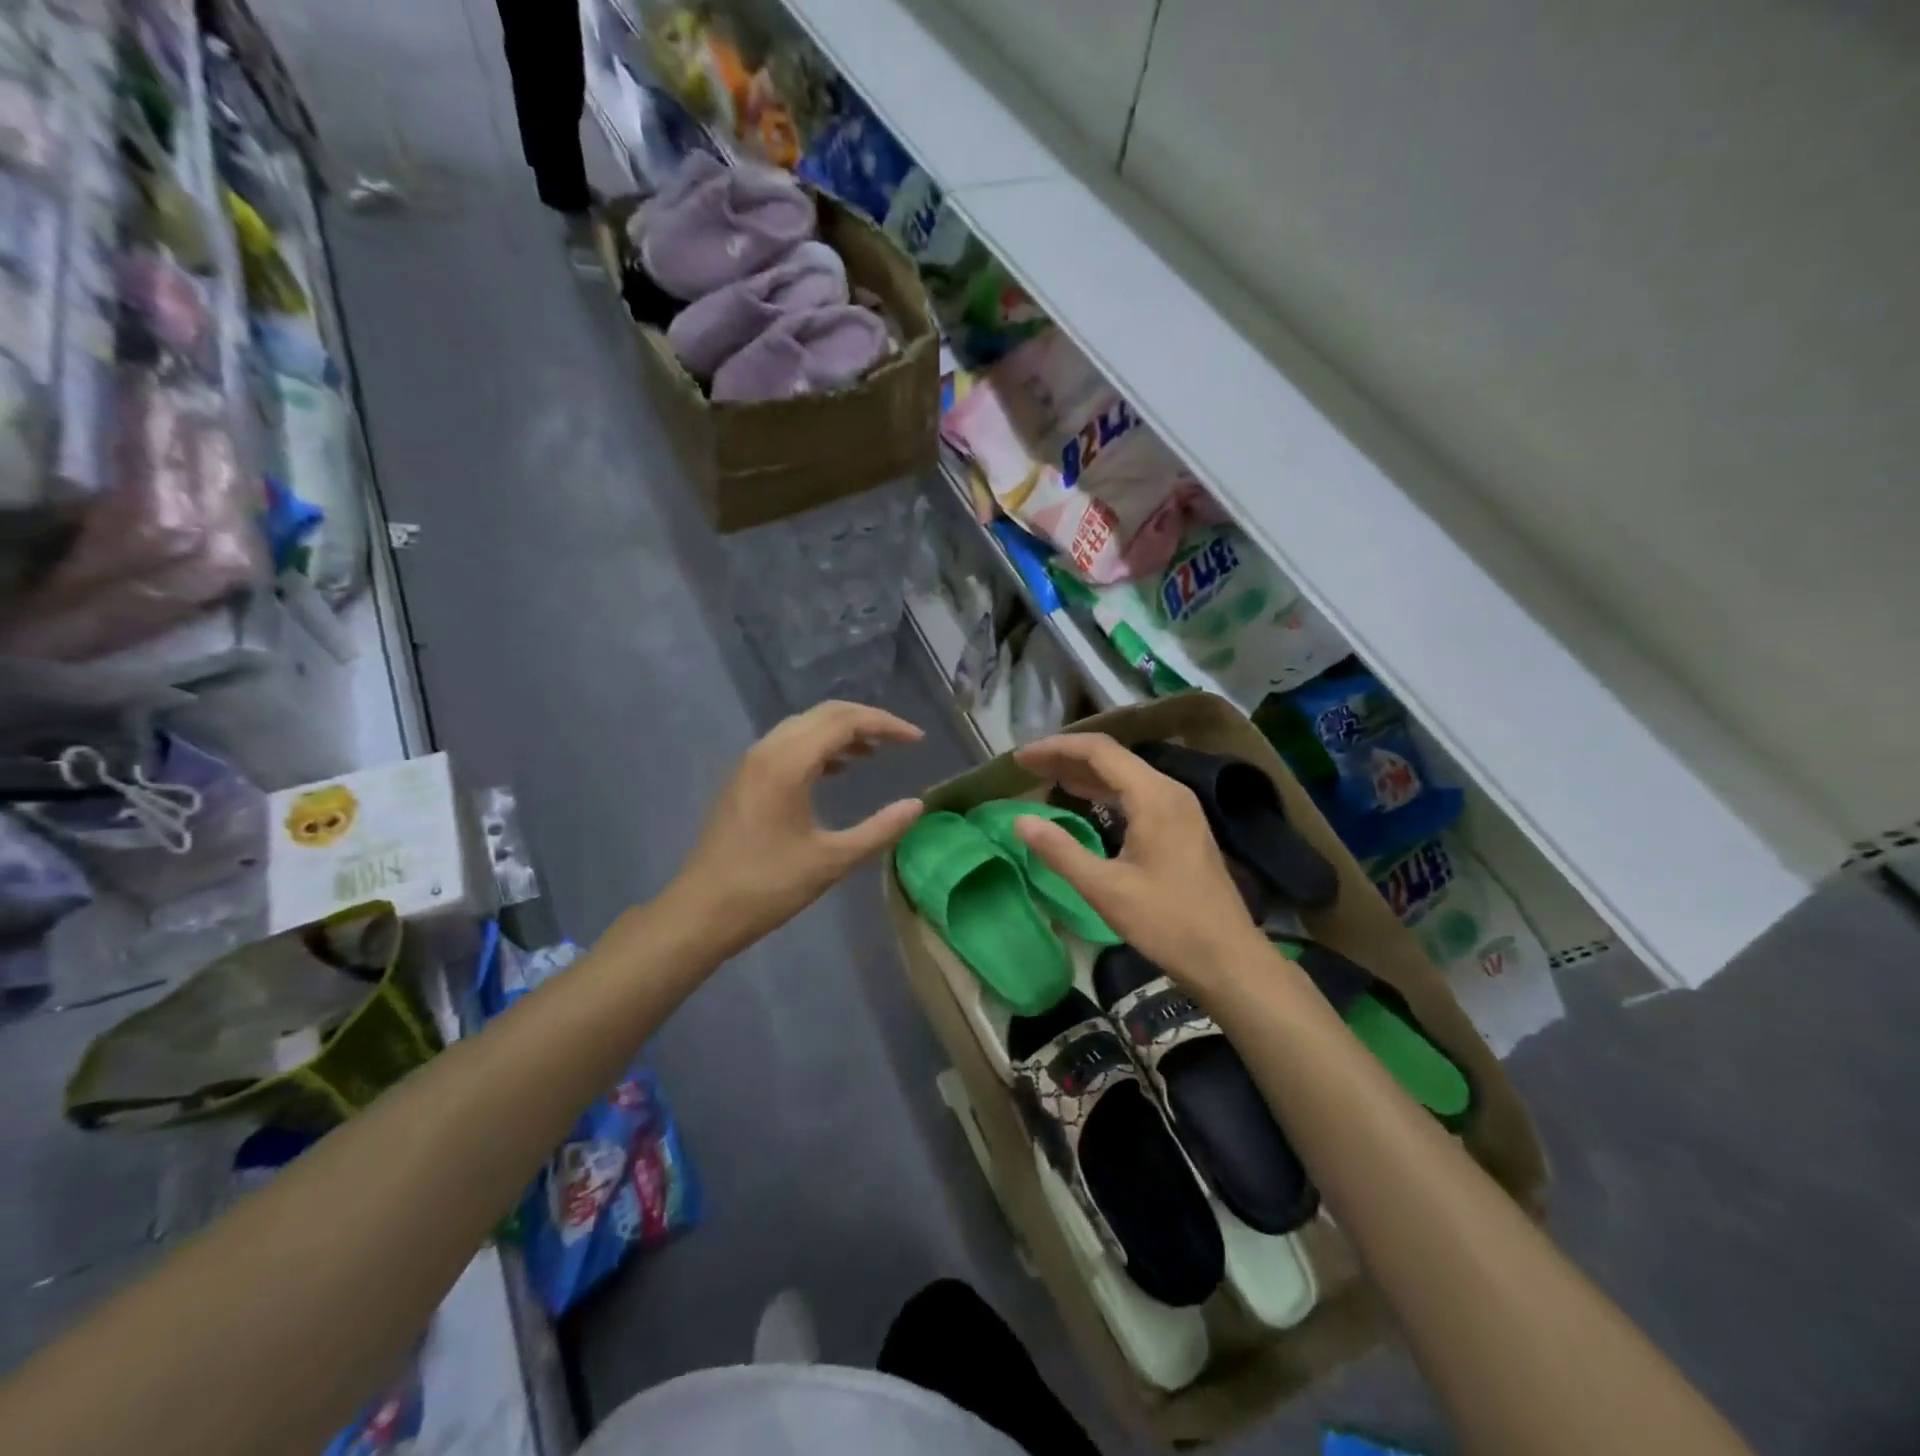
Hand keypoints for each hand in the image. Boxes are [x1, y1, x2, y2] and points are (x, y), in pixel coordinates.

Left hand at [672, 701, 925, 953]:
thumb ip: (879, 830)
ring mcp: (751, 764)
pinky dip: (819, 747)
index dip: (885, 725)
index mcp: (788, 764)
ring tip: (875, 752)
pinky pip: (788, 745)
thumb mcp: (831, 861)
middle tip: (900, 740)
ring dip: (841, 732)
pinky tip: (838, 769)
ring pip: (804, 727)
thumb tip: (916, 805)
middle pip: (824, 714)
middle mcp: (767, 751)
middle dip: (866, 720)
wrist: (701, 912)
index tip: (916, 740)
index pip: (844, 721)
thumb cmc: (767, 887)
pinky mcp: (744, 780)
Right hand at [1013, 733, 1266, 985]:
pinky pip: (1136, 794)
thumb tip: (1020, 820)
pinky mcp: (1181, 827)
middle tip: (1026, 766)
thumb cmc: (1167, 922)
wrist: (1228, 958)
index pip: (1099, 751)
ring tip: (1045, 777)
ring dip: (1084, 774)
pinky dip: (1104, 792)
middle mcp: (1169, 791)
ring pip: (1124, 776)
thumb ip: (1060, 851)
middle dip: (1066, 757)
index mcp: (1154, 796)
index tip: (1021, 757)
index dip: (1056, 748)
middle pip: (1112, 757)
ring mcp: (1179, 808)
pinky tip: (1083, 801)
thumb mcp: (1105, 889)